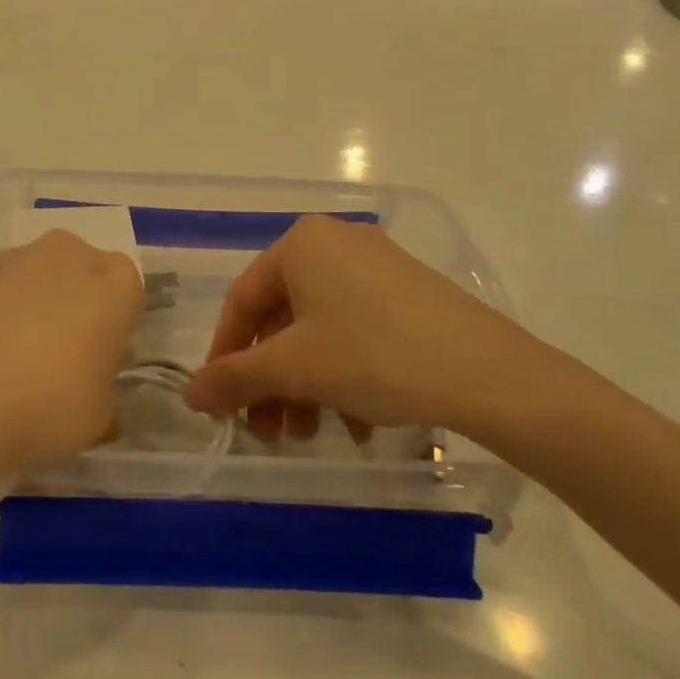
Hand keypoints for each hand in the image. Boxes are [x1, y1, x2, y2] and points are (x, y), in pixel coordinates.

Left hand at [0, 231, 143, 491]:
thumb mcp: (97, 420)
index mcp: (114, 281)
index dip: (115, 330)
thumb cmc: (45, 405)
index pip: (129, 294)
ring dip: (33, 307)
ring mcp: (13, 258)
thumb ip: (106, 401)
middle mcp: (67, 254)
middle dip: (76, 307)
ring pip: (37, 279)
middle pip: (82, 275)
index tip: (98, 364)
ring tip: (10, 363)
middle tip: (59, 360)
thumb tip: (100, 403)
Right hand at [183, 216, 555, 444]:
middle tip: (267, 430)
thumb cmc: (374, 356)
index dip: (224, 354)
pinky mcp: (410, 295)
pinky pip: (357, 331)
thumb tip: (188, 394)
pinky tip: (357, 423)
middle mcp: (337, 244)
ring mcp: (378, 268)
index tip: (219, 400)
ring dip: (305, 386)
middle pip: (283, 319)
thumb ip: (233, 378)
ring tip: (309, 434)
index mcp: (302, 244)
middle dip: (271, 380)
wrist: (490, 374)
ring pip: (320, 330)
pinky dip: (344, 376)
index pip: (242, 300)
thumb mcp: (294, 368)